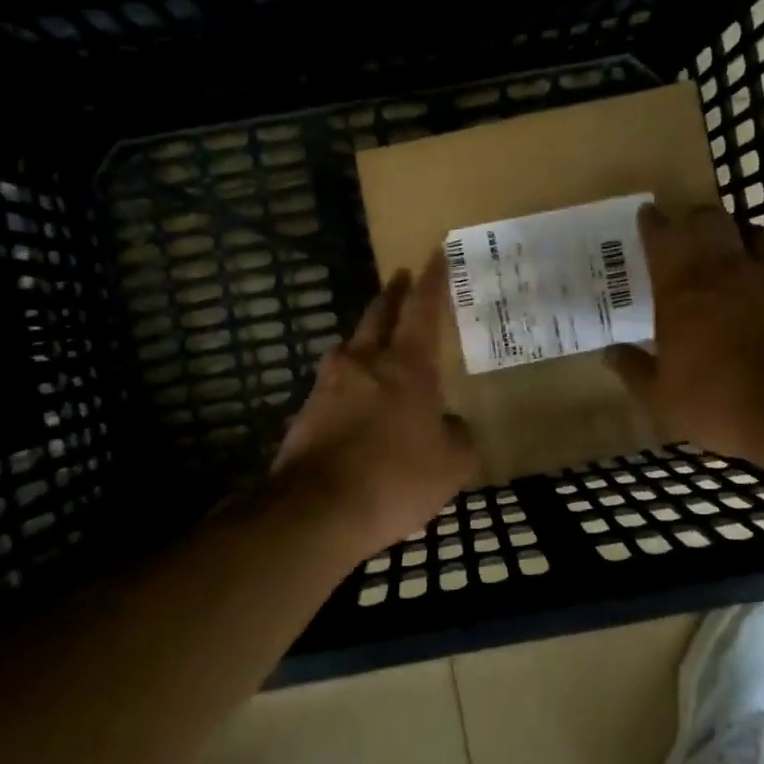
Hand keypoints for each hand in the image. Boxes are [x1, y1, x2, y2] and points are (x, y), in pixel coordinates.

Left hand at [271, 252, 475, 556]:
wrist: (318, 511)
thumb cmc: (396, 478)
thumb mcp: (451, 464)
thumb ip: (458, 436)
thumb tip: (451, 424)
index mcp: (406, 366)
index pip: (422, 309)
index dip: (432, 280)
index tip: (435, 252)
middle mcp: (364, 363)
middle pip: (378, 314)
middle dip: (393, 294)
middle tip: (402, 280)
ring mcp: (328, 385)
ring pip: (350, 347)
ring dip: (365, 337)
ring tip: (376, 341)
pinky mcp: (305, 411)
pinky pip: (333, 384)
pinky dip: (348, 381)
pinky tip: (354, 399)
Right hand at [605, 203, 763, 464]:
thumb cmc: (718, 402)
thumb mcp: (660, 398)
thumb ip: (633, 369)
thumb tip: (610, 353)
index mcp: (682, 287)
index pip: (662, 235)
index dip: (653, 222)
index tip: (648, 214)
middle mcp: (728, 268)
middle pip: (711, 219)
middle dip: (696, 219)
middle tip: (690, 230)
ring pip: (757, 234)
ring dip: (742, 239)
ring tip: (737, 255)